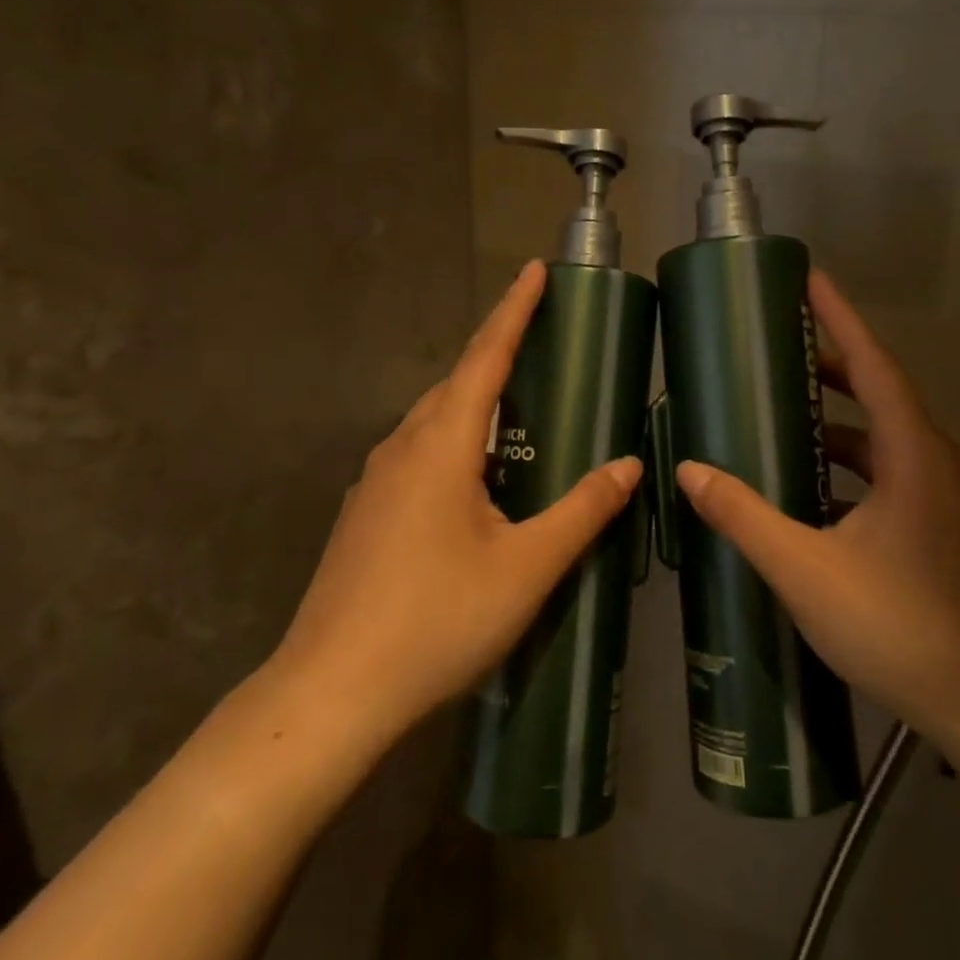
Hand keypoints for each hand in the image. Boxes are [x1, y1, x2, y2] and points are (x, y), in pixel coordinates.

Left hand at [271, 260, 643, 756]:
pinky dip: (454, 441)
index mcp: (441, 445)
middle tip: (540, 338)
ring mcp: (375, 482)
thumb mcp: (526, 567)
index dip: (514, 310)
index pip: (485, 357)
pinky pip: (417, 454)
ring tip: (517, 404)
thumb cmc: (437, 621)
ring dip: (473, 399)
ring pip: (433, 421)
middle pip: (455, 383)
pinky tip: (474, 477)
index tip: (534, 269)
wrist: (331, 691)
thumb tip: (627, 465)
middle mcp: (401, 449)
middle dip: (496, 351)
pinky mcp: (365, 514)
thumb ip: (581, 511)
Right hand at [673, 271, 959, 749]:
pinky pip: (894, 474)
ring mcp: (948, 499)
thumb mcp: (807, 570)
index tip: (809, 279)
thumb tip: (688, 472)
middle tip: (777, 350)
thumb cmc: (901, 628)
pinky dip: (853, 465)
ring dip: (840, 421)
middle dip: (831, 366)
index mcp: (914, 456)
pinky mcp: (947, 530)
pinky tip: (815, 490)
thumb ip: (745, 517)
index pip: (874, 365)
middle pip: (882, 395)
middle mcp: (937, 464)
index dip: (840, 318)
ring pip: (888, 440)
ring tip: (785, 414)